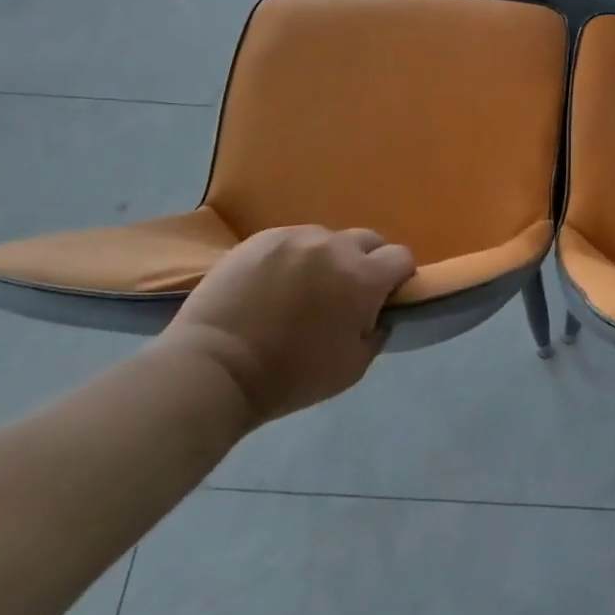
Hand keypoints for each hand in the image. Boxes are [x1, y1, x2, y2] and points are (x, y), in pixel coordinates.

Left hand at [161, 225, 414, 425]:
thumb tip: (379, 312)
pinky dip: (293, 257)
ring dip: (328, 258)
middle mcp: (334, 247)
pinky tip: (273, 283)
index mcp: (362, 278)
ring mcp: (295, 237)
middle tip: (346, 292)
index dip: (398, 278)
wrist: (213, 369)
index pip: (401, 257)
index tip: (384, 298)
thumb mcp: (353, 368)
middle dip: (367, 262)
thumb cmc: (289, 376)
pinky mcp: (260, 238)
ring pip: (328, 238)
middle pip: (369, 240)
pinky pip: (292, 240)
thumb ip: (377, 331)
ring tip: (303, 288)